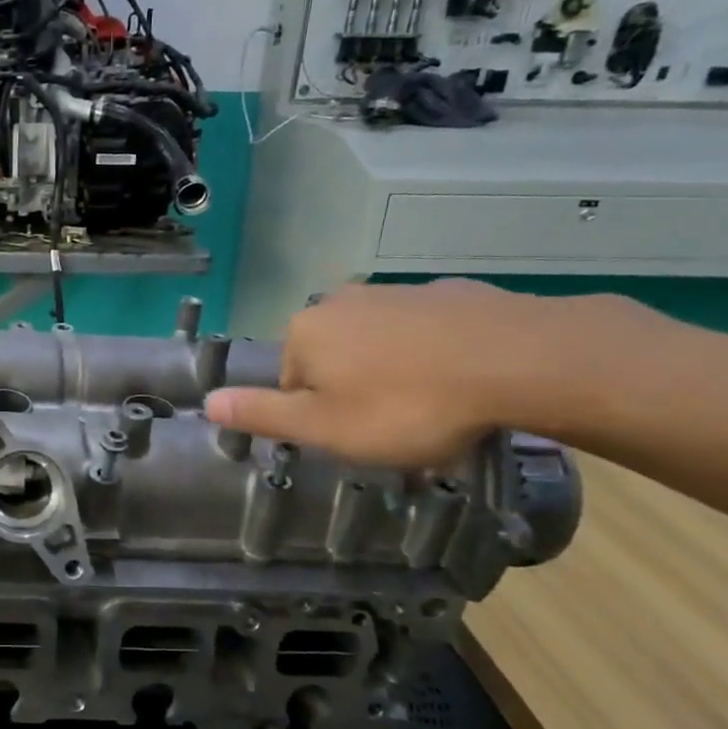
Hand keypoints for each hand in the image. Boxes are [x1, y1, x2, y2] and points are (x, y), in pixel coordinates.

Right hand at [205, 280, 599, 466]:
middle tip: (395, 427)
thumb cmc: (408, 404)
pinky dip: (433, 355)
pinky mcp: (449, 292)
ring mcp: (396, 292)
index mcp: (305, 332)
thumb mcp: (324, 427)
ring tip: (433, 409)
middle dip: (355, 392)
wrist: (521, 360)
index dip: (321, 417)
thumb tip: (206, 403)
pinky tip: (463, 381)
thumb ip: (262, 414)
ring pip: (378, 345)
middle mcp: (340, 301)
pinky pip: (424, 332)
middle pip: (332, 360)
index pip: (292, 384)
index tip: (358, 436)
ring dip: (394, 374)